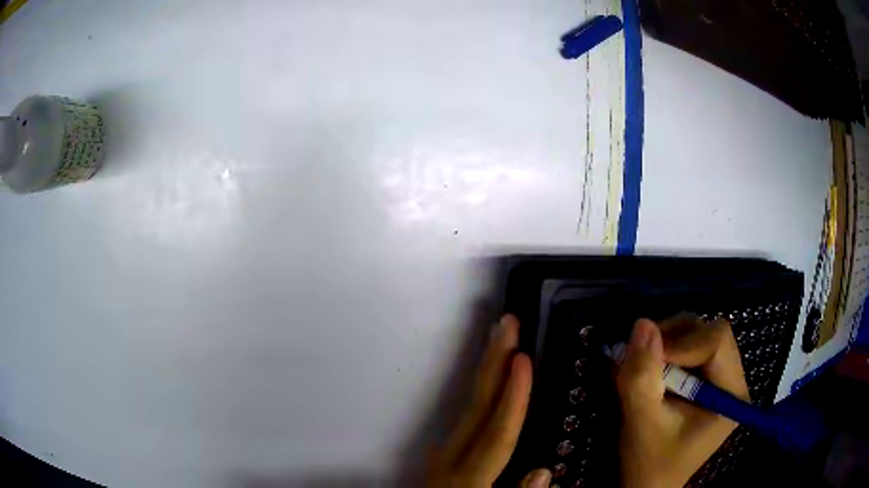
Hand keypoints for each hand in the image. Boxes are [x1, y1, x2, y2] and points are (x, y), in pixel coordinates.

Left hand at [427, 314, 550, 487]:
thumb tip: (542, 470)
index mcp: (465, 477)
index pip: (497, 433)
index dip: (514, 397)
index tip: (524, 358)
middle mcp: (450, 457)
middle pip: (477, 406)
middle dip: (494, 362)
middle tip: (507, 323)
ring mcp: (443, 451)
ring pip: (469, 405)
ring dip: (487, 369)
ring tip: (502, 339)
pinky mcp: (443, 451)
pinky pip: (467, 414)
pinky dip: (481, 390)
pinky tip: (490, 378)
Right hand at [617, 315, 749, 487]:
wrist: (649, 487)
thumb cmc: (650, 464)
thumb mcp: (642, 424)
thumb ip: (642, 378)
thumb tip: (642, 323)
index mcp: (731, 394)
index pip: (716, 342)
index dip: (680, 342)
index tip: (644, 357)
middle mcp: (734, 381)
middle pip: (711, 333)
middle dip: (673, 338)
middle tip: (641, 357)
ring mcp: (722, 380)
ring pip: (701, 335)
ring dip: (669, 343)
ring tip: (643, 365)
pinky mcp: (708, 382)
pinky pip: (692, 349)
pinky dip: (668, 352)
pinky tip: (650, 371)